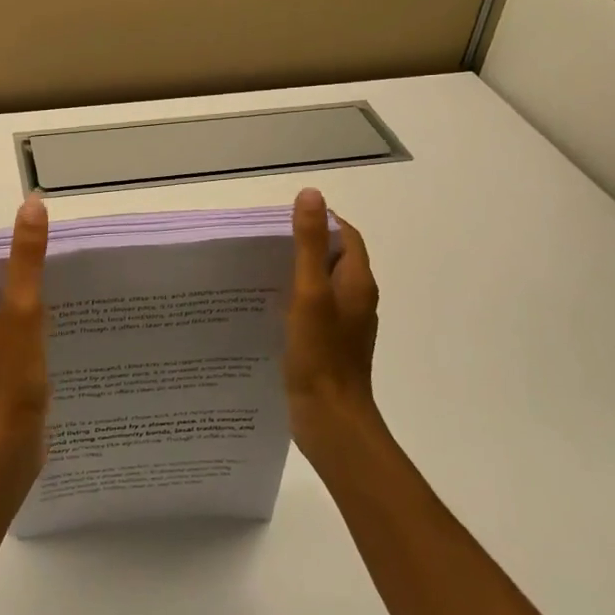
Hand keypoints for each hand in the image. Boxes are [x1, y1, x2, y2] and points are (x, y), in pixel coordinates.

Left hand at [0, 195, 49, 486]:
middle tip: (56, 279)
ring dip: (23, 310)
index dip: (5, 254)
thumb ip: (27, 259)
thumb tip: (30, 205)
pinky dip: (24, 337)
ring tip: (60, 307)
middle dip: (18, 281)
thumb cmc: (10, 379)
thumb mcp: (24, 311)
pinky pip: (3, 345)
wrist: (3, 452)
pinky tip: (52, 344)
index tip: (40, 256)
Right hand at [285, 188, 383, 462]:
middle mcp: (355, 298)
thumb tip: (311, 194)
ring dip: (295, 272)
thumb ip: (308, 244)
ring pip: (321, 284)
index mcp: (357, 281)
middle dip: (302, 244)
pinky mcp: (328, 344)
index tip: (281, 220)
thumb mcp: (309, 292)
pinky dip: (293, 299)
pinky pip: (312, 309)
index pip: (345, 234)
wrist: (330, 420)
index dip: (319, 220)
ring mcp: (343, 324)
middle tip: (262, 243)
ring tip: (257, 270)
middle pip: (332, 257)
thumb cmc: (320, 354)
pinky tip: (265, 307)